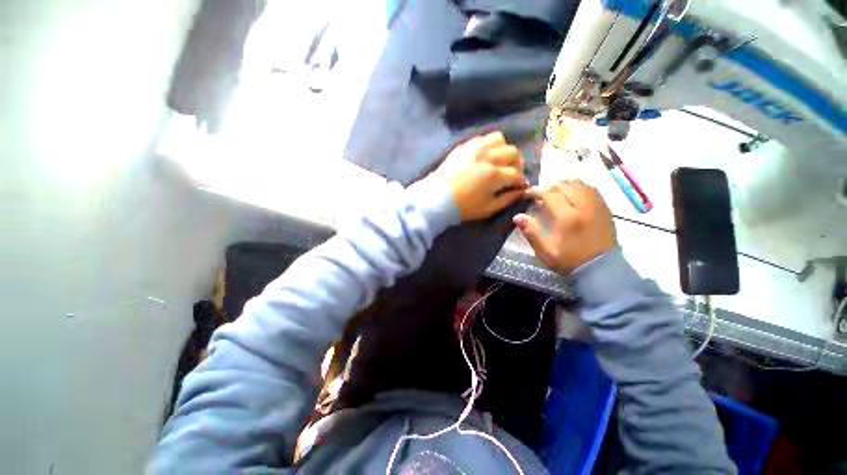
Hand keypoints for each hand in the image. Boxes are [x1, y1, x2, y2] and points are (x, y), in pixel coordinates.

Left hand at [435, 131, 525, 221]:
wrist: (436, 199)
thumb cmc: (462, 207)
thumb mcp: (487, 209)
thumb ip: (507, 200)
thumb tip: (520, 192)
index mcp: (494, 175)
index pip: (516, 174)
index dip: (519, 181)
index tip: (517, 187)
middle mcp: (487, 157)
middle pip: (513, 152)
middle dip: (516, 164)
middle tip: (510, 174)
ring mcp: (474, 149)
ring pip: (499, 139)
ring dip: (503, 150)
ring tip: (498, 161)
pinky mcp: (463, 146)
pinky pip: (482, 138)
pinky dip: (488, 145)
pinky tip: (484, 156)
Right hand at [513, 180, 614, 273]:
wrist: (601, 269)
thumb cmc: (570, 260)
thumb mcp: (545, 250)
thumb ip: (531, 232)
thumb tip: (517, 217)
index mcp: (567, 217)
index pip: (549, 193)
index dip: (536, 190)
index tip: (527, 194)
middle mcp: (583, 206)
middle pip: (564, 185)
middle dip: (549, 187)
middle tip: (540, 195)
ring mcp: (597, 206)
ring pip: (579, 184)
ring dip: (564, 186)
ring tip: (555, 194)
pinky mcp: (605, 208)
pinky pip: (591, 189)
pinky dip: (578, 188)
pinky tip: (572, 195)